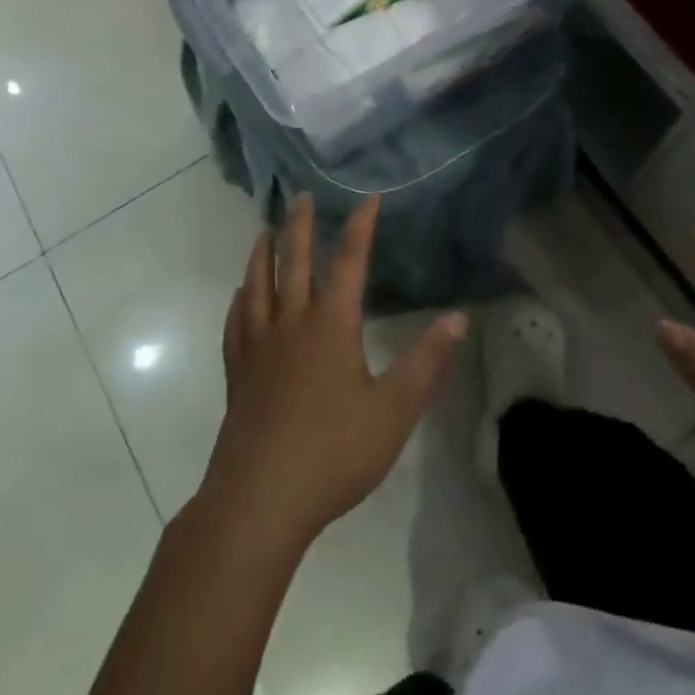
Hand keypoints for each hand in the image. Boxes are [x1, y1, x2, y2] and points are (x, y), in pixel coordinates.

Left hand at [200, 194, 467, 552]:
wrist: (261, 498)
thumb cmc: (334, 452)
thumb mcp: (394, 410)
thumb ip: (427, 362)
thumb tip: (458, 318)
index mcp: (331, 325)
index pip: (349, 261)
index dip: (361, 226)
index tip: (368, 197)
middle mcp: (292, 323)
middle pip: (295, 262)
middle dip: (301, 226)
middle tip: (301, 196)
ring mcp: (259, 346)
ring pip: (259, 285)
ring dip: (263, 253)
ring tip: (265, 231)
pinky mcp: (238, 372)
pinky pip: (237, 322)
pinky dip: (241, 299)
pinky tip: (241, 295)